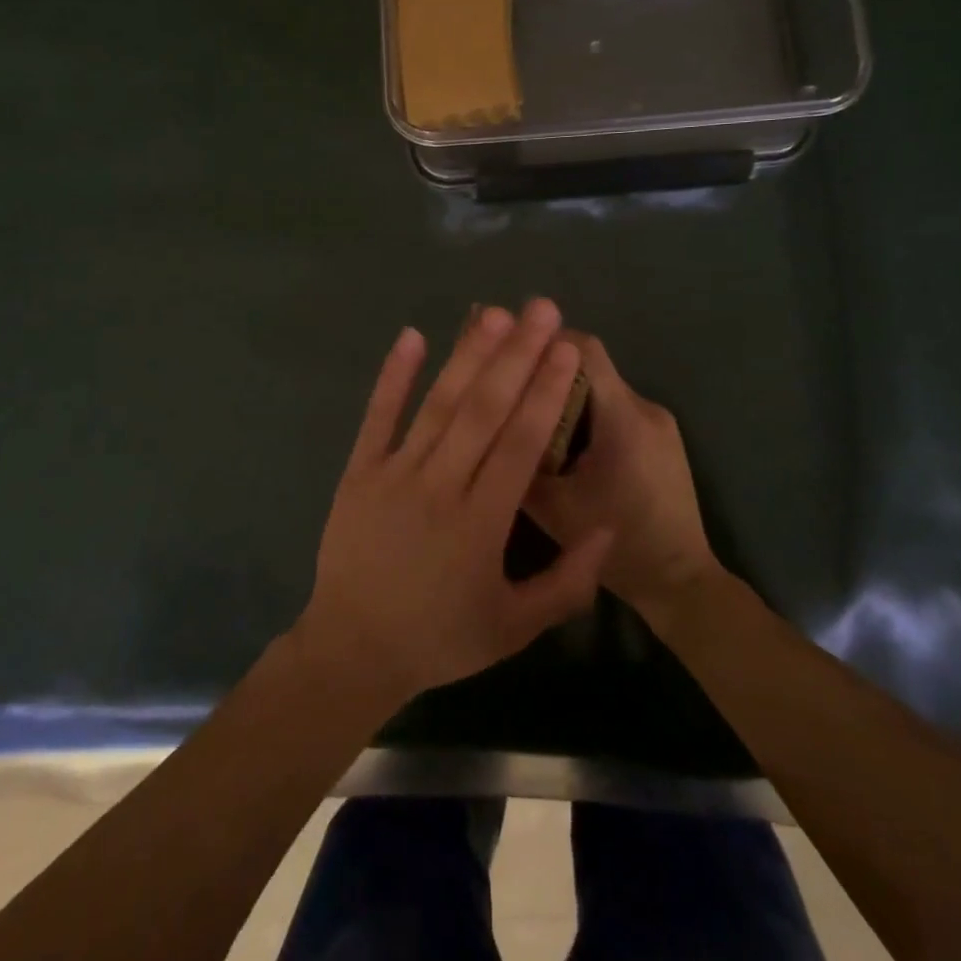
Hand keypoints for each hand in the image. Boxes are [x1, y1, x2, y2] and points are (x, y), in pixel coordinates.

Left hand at [297, 300, 613, 709]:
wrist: (352, 650)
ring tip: (495, 314)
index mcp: (481, 523)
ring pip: (438, 404)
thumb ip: (568, 583)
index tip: (566, 349)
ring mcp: (394, 473)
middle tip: (542, 309)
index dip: (545, 393)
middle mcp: (440, 486)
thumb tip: (608, 527)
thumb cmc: (440, 638)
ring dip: (467, 355)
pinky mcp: (358, 470)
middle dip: (517, 356)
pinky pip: (377, 417)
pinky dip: (393, 376)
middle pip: (484, 410)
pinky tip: (412, 335)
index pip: (520, 444)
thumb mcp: (514, 628)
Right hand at [523, 333, 720, 622]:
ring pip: (601, 388)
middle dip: (547, 369)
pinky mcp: (662, 438)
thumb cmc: (617, 546)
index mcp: (623, 418)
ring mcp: (659, 422)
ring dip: (566, 393)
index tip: (506, 342)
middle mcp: (645, 408)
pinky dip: (586, 413)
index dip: (543, 339)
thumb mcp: (553, 507)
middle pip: (590, 366)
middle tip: (509, 382)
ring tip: (530, 414)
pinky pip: (615, 409)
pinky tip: (563, 440)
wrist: (681, 583)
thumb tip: (487, 421)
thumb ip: (521, 458)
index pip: (584, 350)